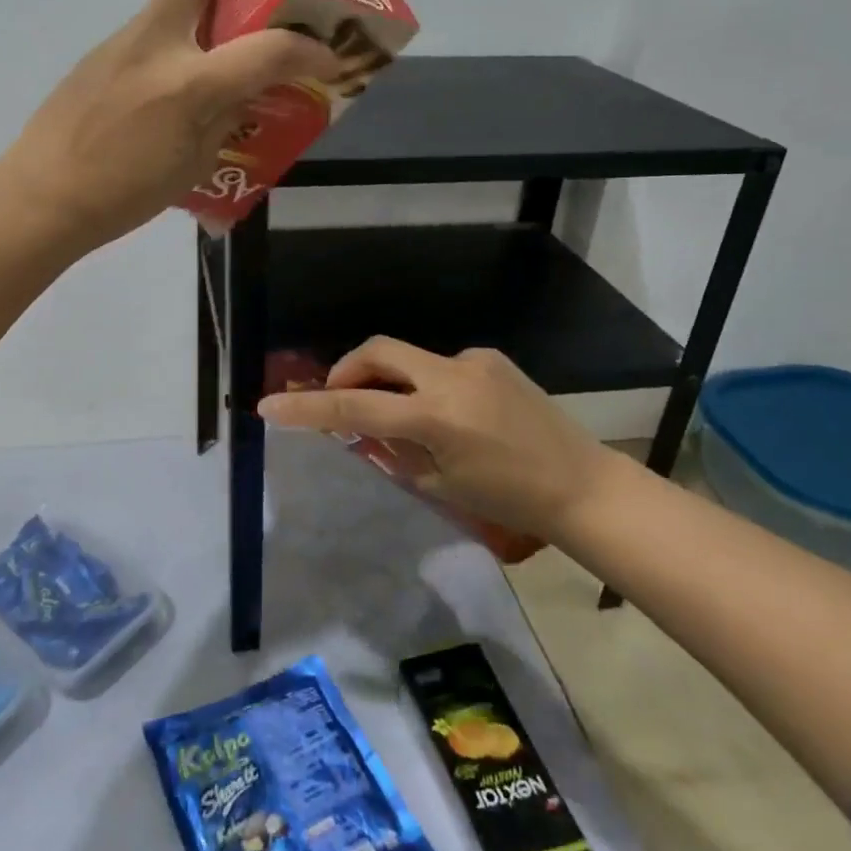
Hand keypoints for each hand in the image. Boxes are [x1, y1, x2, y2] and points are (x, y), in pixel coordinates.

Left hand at [0, 0, 340, 248]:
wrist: (43, 198)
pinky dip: (175, 44)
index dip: (308, 49)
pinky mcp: (96, 57)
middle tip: (257, 4)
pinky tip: (173, 87)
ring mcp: (120, 44)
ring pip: (169, 0)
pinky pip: (148, 33)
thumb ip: (227, 119)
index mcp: (189, 83)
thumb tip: (246, 92)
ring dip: (204, 11)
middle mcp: (156, 45)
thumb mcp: (194, 166)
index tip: (327, 57)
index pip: (267, 47)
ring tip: (221, 53)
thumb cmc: (124, 195)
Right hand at [256, 337, 628, 541]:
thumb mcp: (439, 483)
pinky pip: (440, 365)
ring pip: (408, 359)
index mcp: (436, 417)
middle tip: (339, 399)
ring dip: (391, 382)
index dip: (307, 407)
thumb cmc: (509, 499)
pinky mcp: (491, 357)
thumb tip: (365, 424)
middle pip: (376, 351)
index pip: (355, 406)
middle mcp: (452, 375)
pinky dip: (425, 385)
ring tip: (405, 420)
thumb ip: (393, 448)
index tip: (269, 406)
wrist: (581, 484)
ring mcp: (474, 361)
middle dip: (346, 370)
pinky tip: (450, 416)